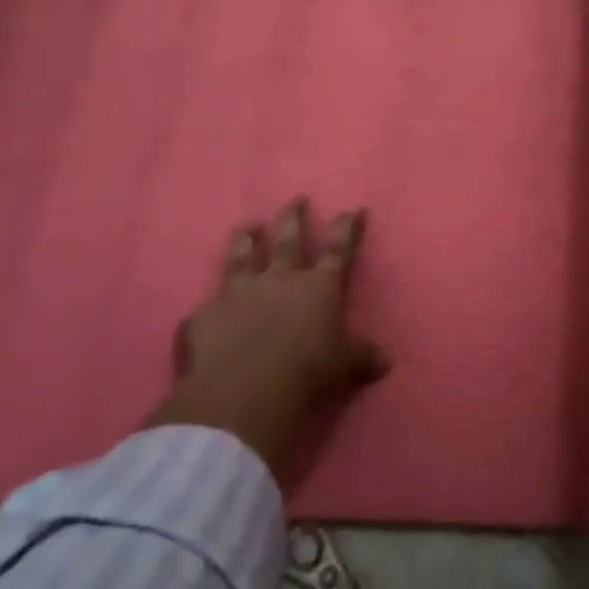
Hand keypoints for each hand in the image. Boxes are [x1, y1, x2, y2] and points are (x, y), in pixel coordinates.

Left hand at [146, 197, 388, 479]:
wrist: (245, 390)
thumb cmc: (308, 371)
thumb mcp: (346, 366)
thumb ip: (363, 357)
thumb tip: (386, 361)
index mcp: (319, 287)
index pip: (338, 250)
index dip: (347, 229)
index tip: (353, 209)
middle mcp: (280, 280)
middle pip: (288, 242)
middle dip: (293, 219)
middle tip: (295, 199)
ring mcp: (239, 294)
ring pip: (243, 259)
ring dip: (245, 241)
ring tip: (246, 226)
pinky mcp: (206, 317)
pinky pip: (207, 307)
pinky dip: (209, 306)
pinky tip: (202, 306)